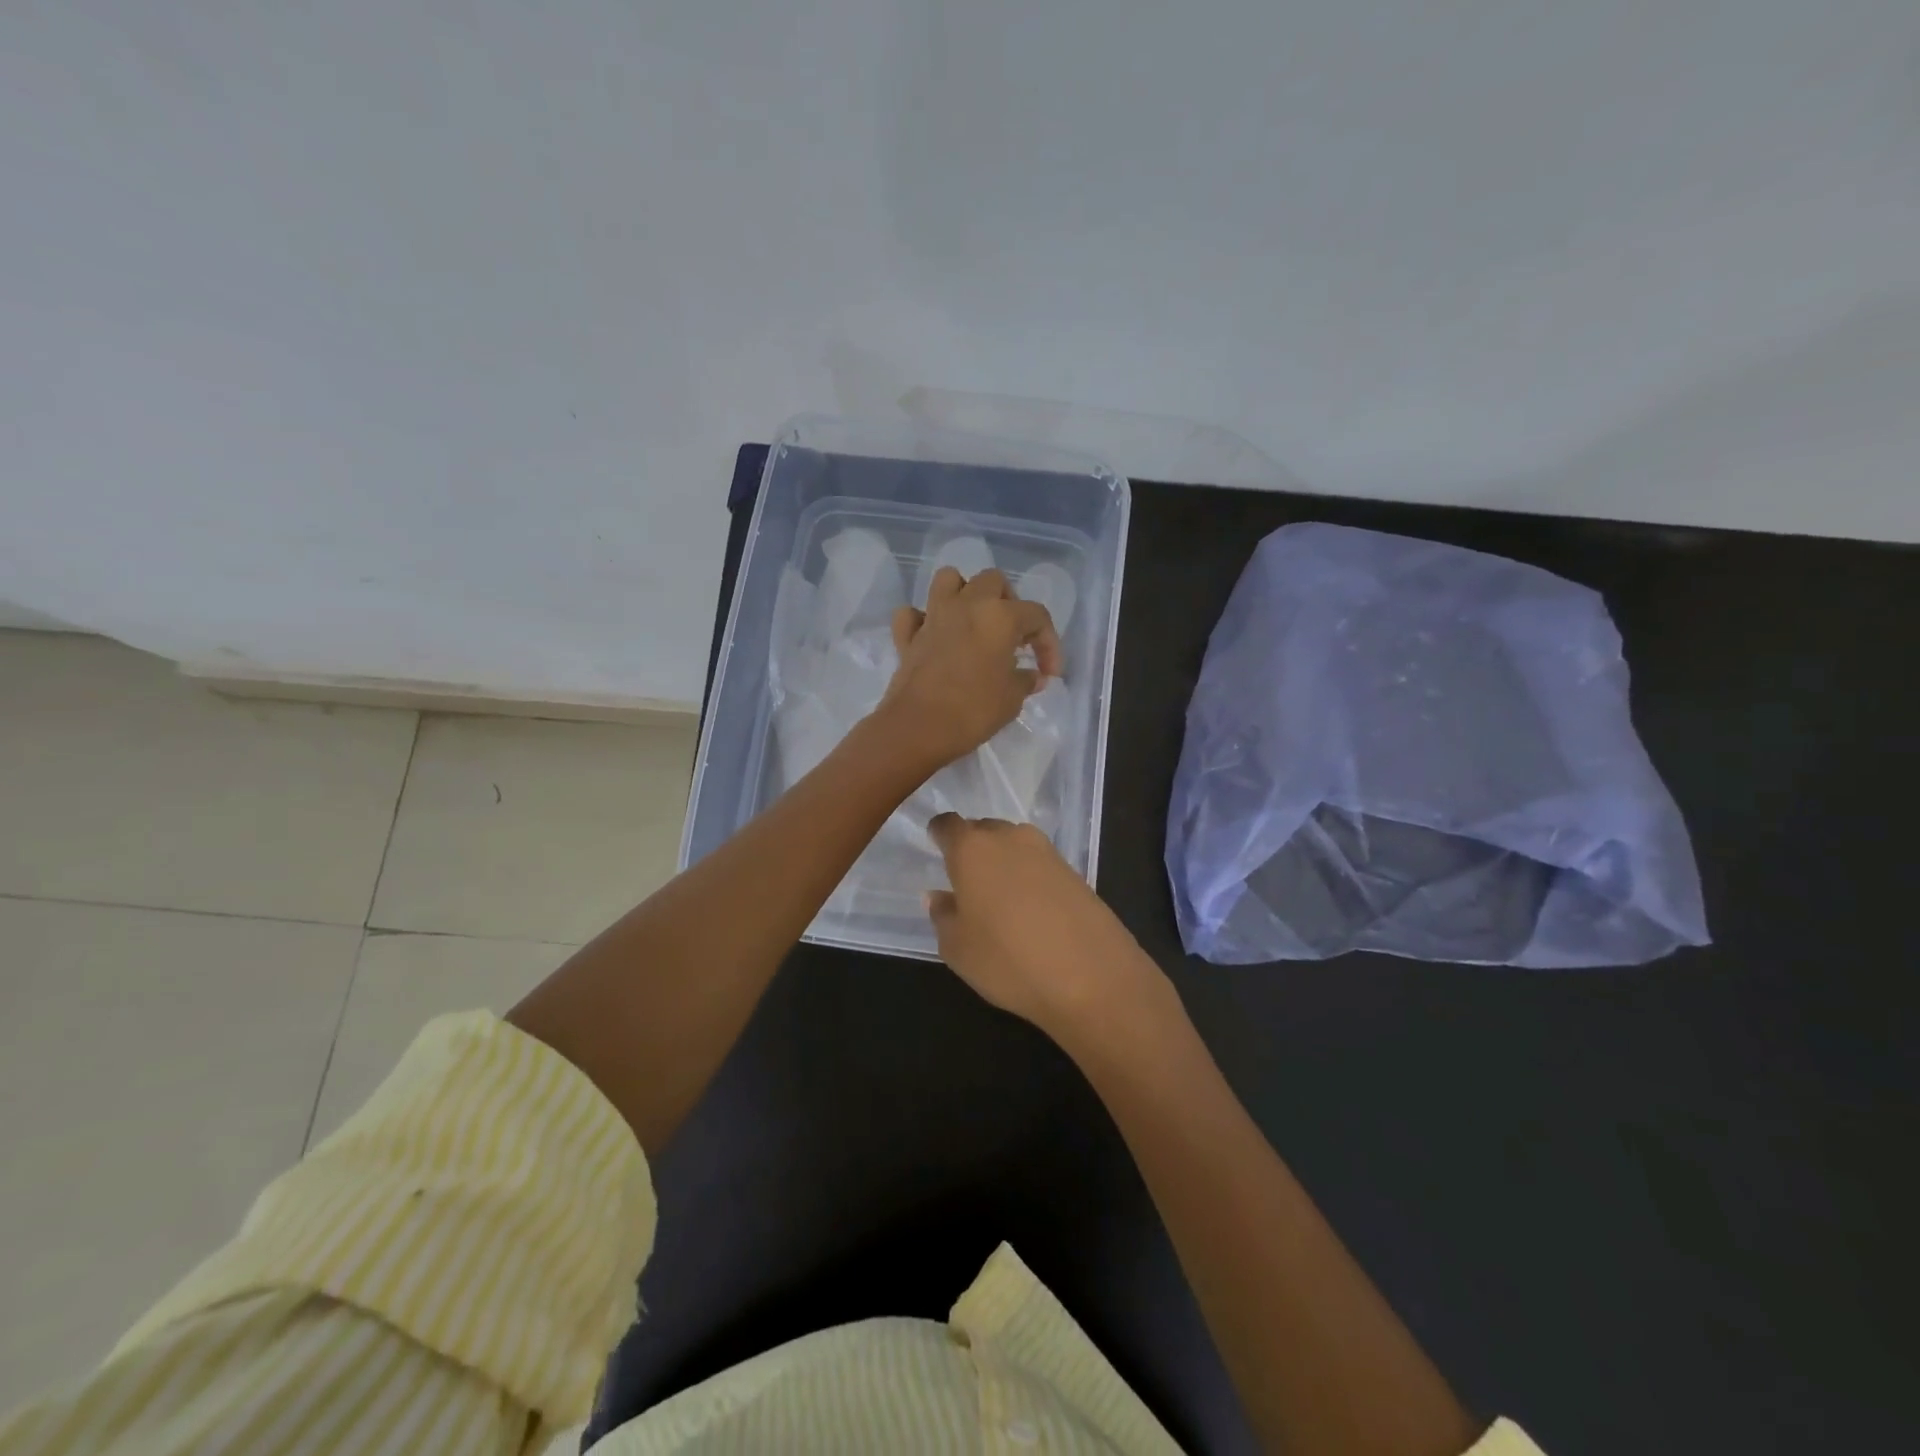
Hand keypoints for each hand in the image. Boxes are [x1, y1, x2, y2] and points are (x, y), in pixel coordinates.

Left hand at [881, 566, 1062, 769]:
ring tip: (974, 621)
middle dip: (1008, 602)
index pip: (1037, 615)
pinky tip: (933, 637)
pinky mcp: (908, 636)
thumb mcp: (1012, 699)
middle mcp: (966, 605)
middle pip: (993, 581)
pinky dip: (922, 620)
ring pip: (948, 580)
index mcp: (999, 616)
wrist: (918, 727)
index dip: (1049, 643)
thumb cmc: (974, 711)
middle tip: (1013, 635)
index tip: (1048, 673)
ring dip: (964, 593)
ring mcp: (933, 616)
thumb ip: (1025, 681)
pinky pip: (912, 614)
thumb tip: (1033, 677)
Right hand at [925, 813, 1174, 1042]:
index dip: (939, 835)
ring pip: (1014, 844)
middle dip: (972, 847)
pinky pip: (1039, 863)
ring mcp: (1047, 852)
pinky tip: (1030, 909)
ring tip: (998, 897)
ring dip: (1003, 861)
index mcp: (972, 849)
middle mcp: (1009, 838)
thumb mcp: (958, 949)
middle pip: (983, 829)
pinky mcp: (1075, 871)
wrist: (1092, 977)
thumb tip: (940, 895)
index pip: (947, 824)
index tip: (936, 849)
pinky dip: (1029, 876)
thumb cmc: (1009, 961)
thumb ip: (943, 915)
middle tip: (965, 880)